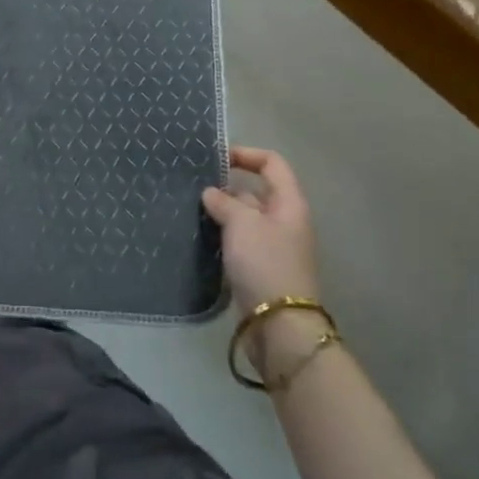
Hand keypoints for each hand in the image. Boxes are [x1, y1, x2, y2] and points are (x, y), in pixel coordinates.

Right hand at [203, 146, 327, 370]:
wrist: (278, 324)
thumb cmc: (265, 263)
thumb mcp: (242, 224)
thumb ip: (225, 202)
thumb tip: (211, 193)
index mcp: (289, 203)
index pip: (272, 164)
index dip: (246, 154)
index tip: (216, 158)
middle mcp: (284, 221)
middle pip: (255, 192)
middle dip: (226, 187)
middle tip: (193, 186)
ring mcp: (272, 246)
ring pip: (244, 219)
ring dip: (221, 213)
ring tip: (189, 209)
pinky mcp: (259, 268)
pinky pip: (239, 242)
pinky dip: (221, 236)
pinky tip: (198, 237)